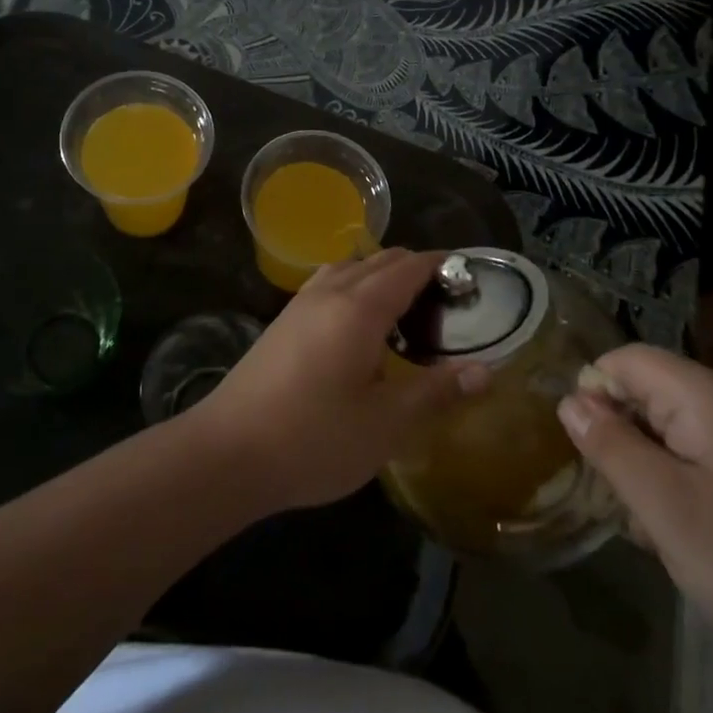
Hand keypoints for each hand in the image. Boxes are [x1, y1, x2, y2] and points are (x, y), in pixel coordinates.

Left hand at [188, 248, 490, 511]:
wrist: (227, 452)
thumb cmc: (314, 438)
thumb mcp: (386, 424)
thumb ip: (436, 392)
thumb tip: (485, 371)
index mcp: (360, 307)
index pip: (410, 266)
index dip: (443, 265)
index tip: (470, 281)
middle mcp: (330, 292)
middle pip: (380, 260)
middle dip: (417, 270)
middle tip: (447, 308)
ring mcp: (300, 304)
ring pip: (351, 269)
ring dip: (382, 277)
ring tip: (407, 315)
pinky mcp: (282, 322)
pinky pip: (329, 285)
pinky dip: (355, 289)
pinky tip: (359, 330)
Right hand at [559, 344, 712, 670]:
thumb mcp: (664, 507)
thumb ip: (610, 445)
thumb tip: (571, 400)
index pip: (630, 359)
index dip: (596, 393)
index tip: (591, 452)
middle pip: (658, 390)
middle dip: (629, 437)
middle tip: (629, 501)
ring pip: (685, 424)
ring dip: (659, 464)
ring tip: (665, 527)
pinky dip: (694, 477)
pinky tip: (703, 531)